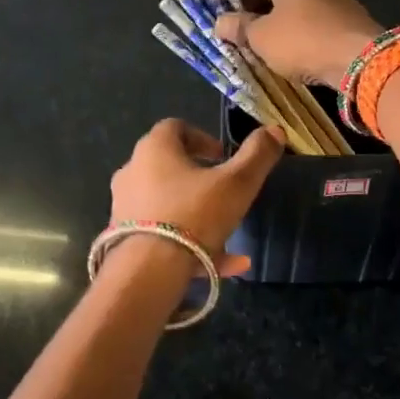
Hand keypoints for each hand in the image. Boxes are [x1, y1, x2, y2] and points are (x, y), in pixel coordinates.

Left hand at [108, 118, 286, 275]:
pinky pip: (162, 234)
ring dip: (196, 212)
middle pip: (168, 165)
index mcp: (154, 149)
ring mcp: (124, 207)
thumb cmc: (195, 214)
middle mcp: (132, 172)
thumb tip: (275, 130)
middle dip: (198, 177)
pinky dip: (190, 243)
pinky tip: (225, 264)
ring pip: (167, 204)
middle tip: (223, 190)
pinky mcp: (124, 239)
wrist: (148, 270)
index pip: (175, 128)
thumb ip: (257, 155)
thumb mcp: (237, 183)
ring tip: (228, 232)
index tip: (223, 156)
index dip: (202, 138)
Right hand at [213, 0, 381, 86]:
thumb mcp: (261, 37)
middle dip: (245, 2)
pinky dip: (287, 21)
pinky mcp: (338, 7)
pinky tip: (277, 42)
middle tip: (228, 25)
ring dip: (266, 14)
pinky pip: (302, 9)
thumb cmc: (303, 39)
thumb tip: (220, 23)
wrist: (361, 58)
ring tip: (249, 37)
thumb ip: (237, 27)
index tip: (210, 5)